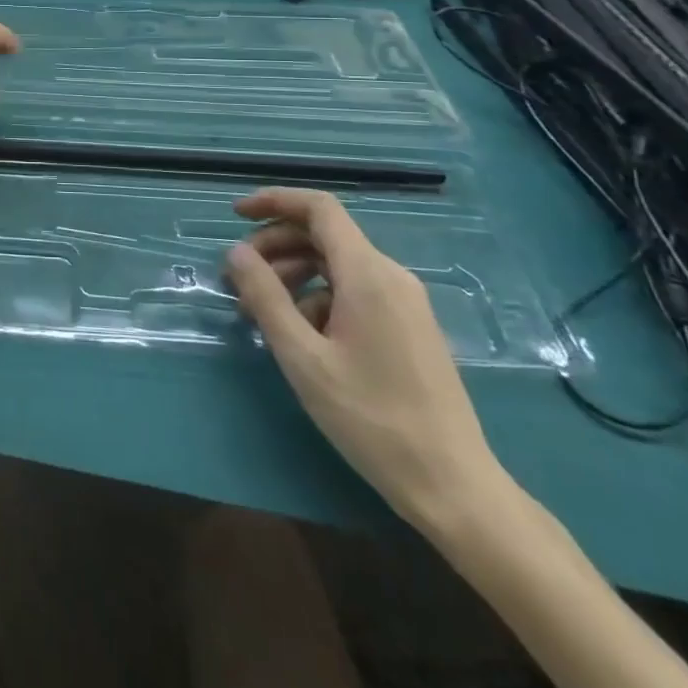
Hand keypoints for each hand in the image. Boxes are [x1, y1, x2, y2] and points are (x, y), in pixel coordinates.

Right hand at [224, 188, 503, 531]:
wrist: (453, 486)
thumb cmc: (371, 418)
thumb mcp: (303, 357)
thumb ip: (265, 297)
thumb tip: (235, 252)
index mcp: (368, 274)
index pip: (319, 208)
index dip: (274, 201)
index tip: (235, 216)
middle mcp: (391, 276)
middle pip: (324, 235)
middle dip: (275, 245)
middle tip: (238, 278)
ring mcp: (405, 302)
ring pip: (337, 264)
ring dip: (293, 274)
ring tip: (260, 311)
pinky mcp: (409, 327)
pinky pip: (355, 290)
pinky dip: (318, 296)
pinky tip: (300, 335)